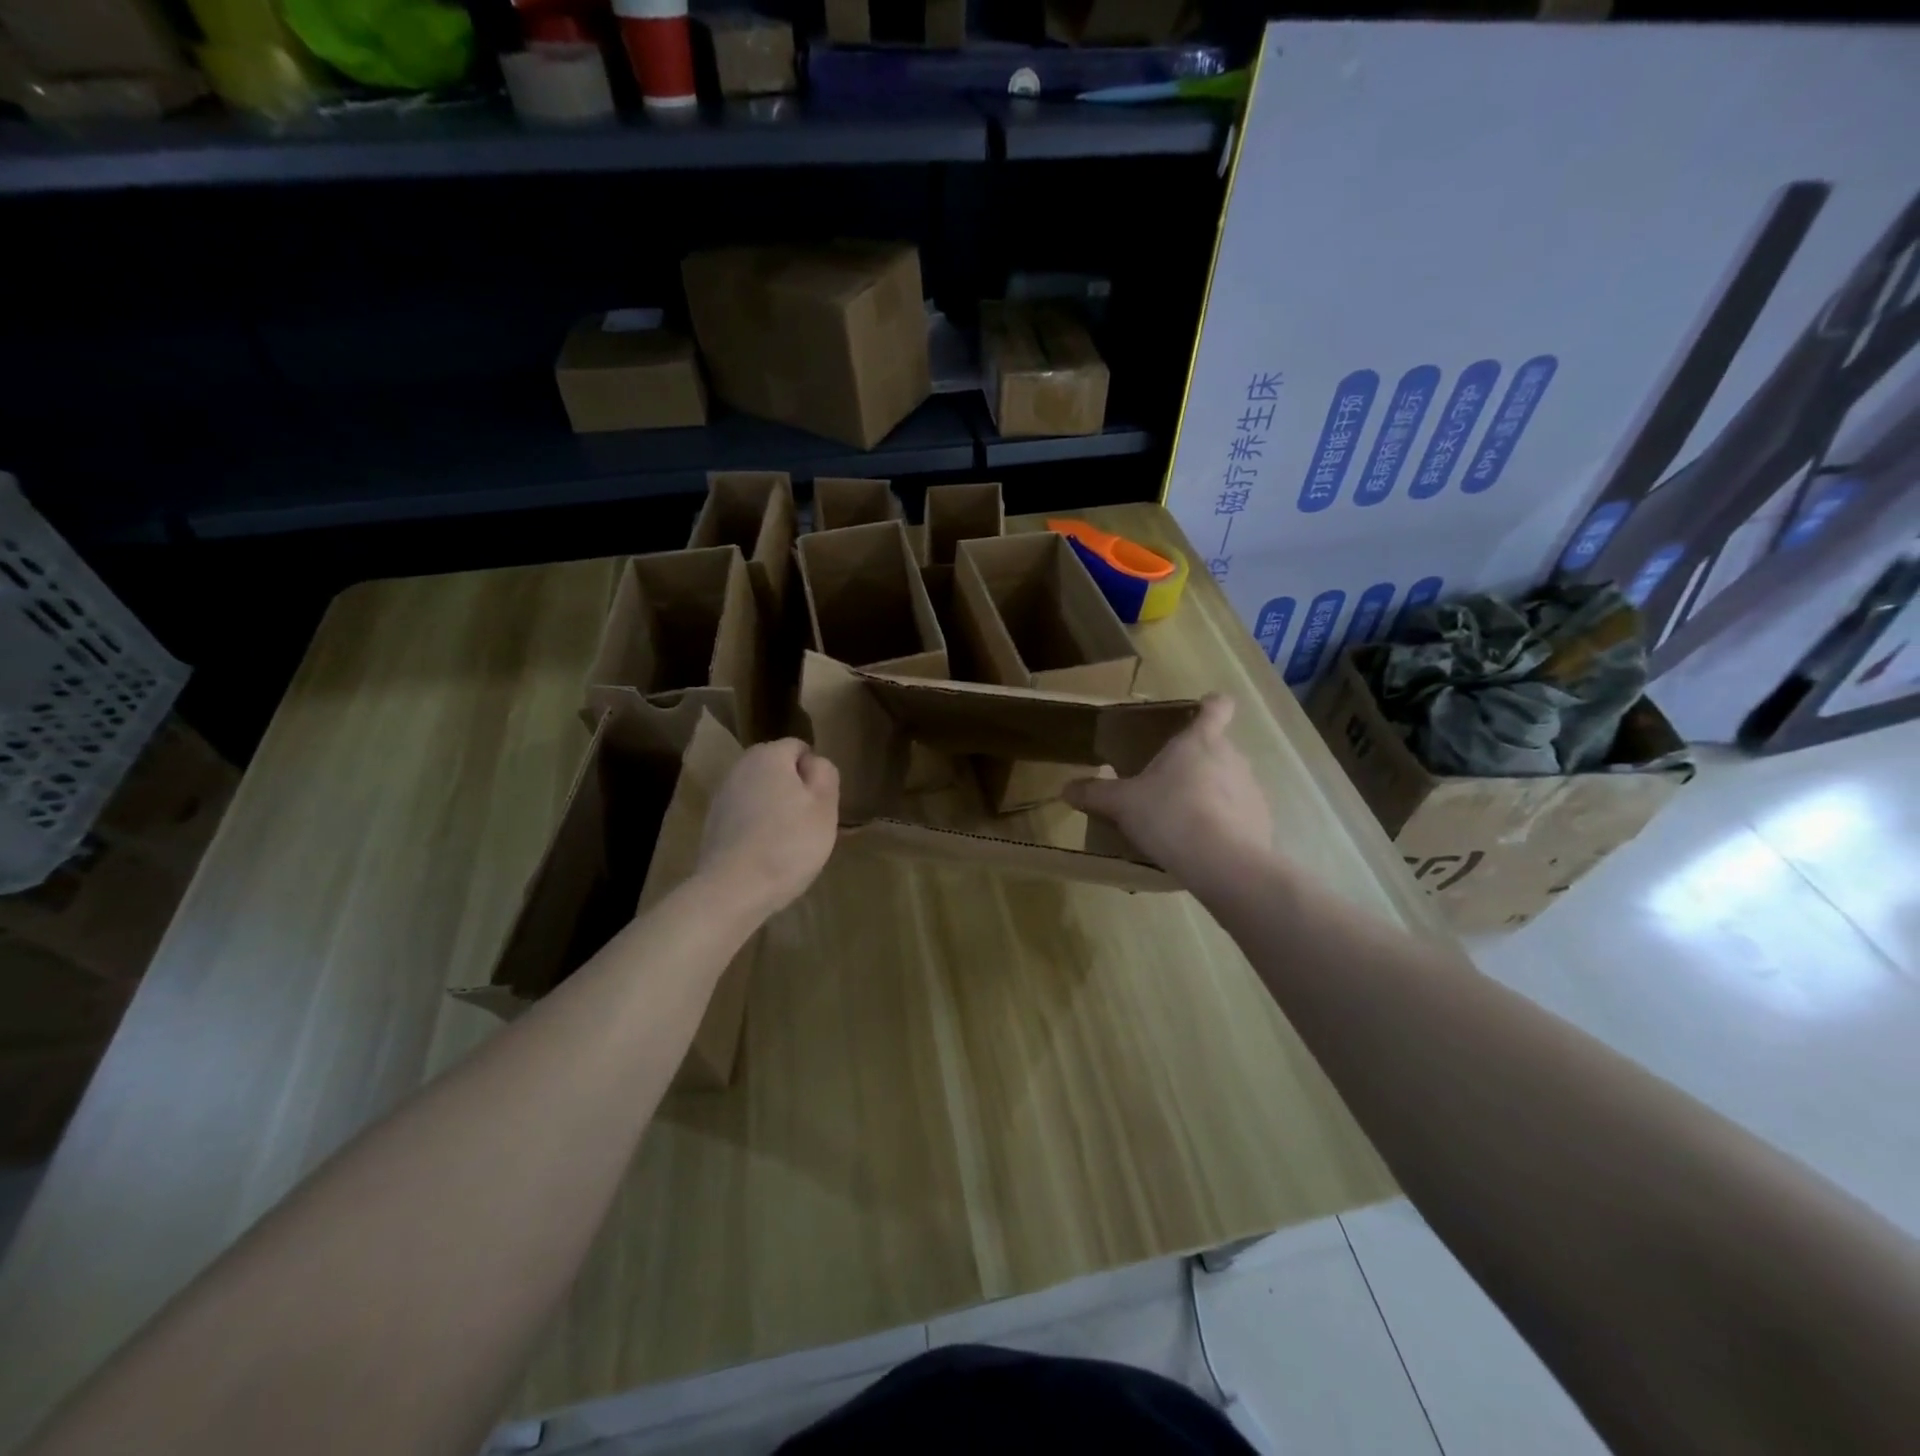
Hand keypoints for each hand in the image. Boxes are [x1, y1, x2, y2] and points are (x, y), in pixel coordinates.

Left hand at [697, 739, 839, 916]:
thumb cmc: (789, 843)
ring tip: (787, 840)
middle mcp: (740, 767)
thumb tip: (814, 763)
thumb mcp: (825, 807)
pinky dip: (756, 825)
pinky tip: (765, 852)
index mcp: (769, 755)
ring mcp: (722, 795)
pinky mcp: (712, 822)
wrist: (733, 889)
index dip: (815, 772)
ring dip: (775, 807)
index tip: (822, 802)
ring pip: (760, 792)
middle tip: (808, 822)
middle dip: (794, 788)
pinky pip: (745, 814)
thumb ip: (825, 774)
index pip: (799, 748)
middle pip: (777, 768)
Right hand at [1065, 694, 1271, 881]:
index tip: (1200, 711)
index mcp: (1199, 741)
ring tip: (1184, 820)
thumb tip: (1065, 789)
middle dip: (1197, 761)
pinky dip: (1225, 823)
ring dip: (1211, 793)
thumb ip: (1095, 794)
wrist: (1223, 863)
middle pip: (1218, 747)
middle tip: (1168, 783)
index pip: (1217, 707)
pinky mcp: (1262, 821)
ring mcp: (1252, 789)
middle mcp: (1232, 757)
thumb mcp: (1122, 804)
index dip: (1210, 706)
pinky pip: (1240, 813)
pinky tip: (1204, 844)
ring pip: (1229, 781)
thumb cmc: (1169, 815)